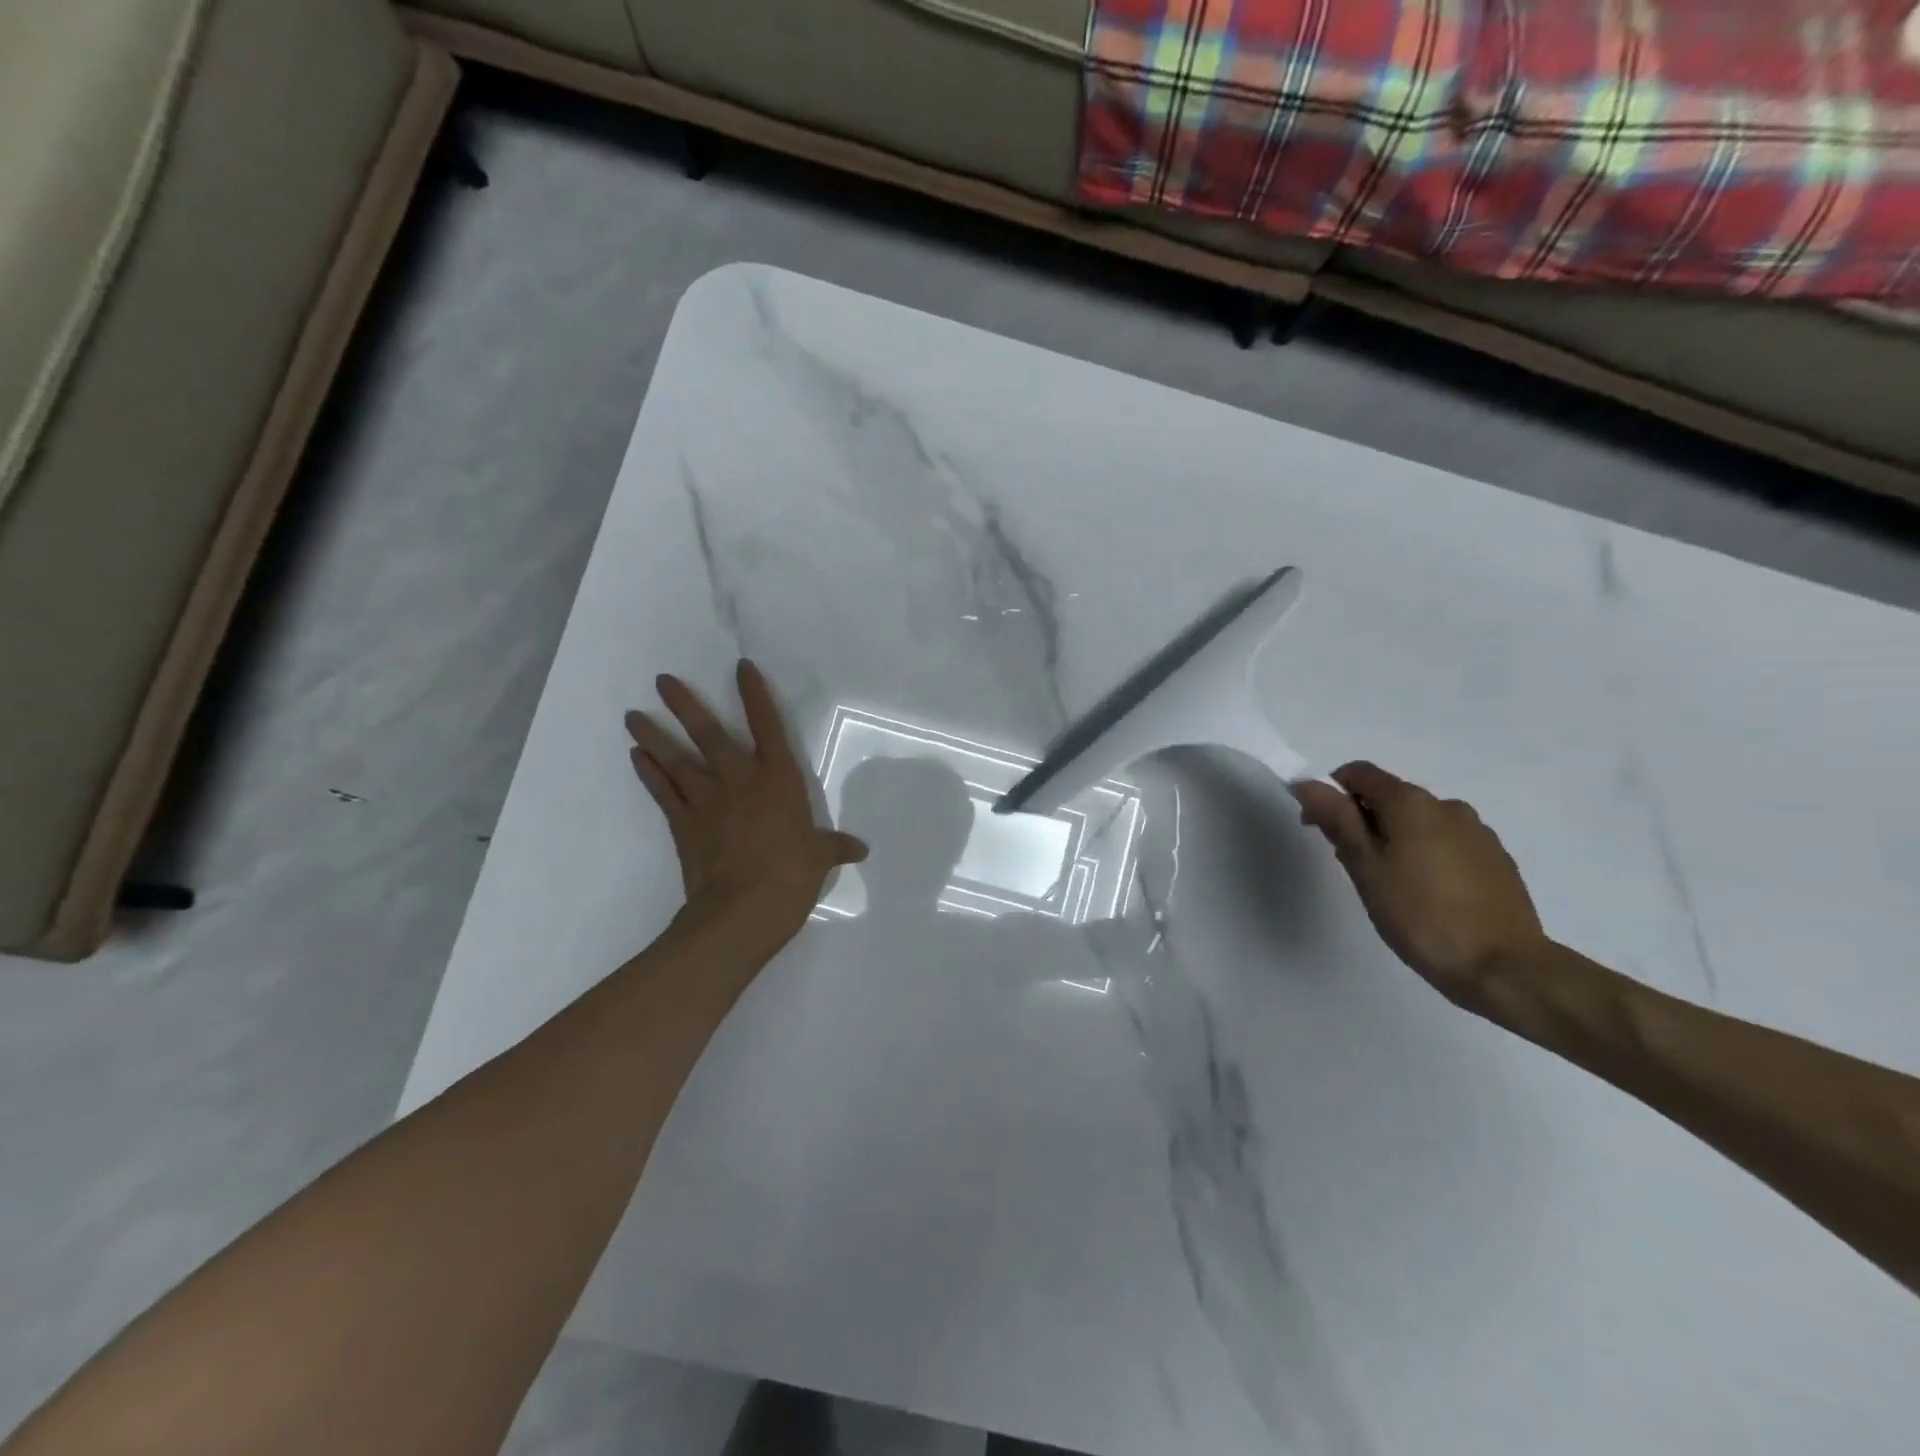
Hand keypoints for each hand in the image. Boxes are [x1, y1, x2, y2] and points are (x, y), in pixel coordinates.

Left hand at [626, 661, 867, 936]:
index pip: (768, 726)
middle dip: (684, 704)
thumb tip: (860, 849)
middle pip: (708, 733)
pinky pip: (662, 791)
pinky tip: (635, 757)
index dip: (755, 695)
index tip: (741, 667)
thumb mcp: (819, 858)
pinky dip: (648, 773)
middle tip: (662, 680)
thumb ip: (835, 847)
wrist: (743, 910)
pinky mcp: (682, 823)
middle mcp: (739, 779)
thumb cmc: (791, 876)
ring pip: (675, 758)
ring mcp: (706, 799)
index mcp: (778, 779)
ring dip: (653, 735)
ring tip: (632, 716)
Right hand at [1291, 762, 1547, 1007]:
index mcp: (1411, 803)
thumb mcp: (1365, 868)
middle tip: (1354, 867)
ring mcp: (1478, 832)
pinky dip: (1426, 855)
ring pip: (1420, 822)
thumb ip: (1337, 820)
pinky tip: (1428, 895)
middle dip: (1363, 821)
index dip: (1330, 793)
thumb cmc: (1421, 916)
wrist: (1505, 968)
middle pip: (1390, 797)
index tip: (1320, 829)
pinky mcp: (1497, 859)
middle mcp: (1447, 806)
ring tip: (1392, 886)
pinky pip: (1447, 843)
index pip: (1359, 773)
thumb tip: (1309, 783)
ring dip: (1396, 839)